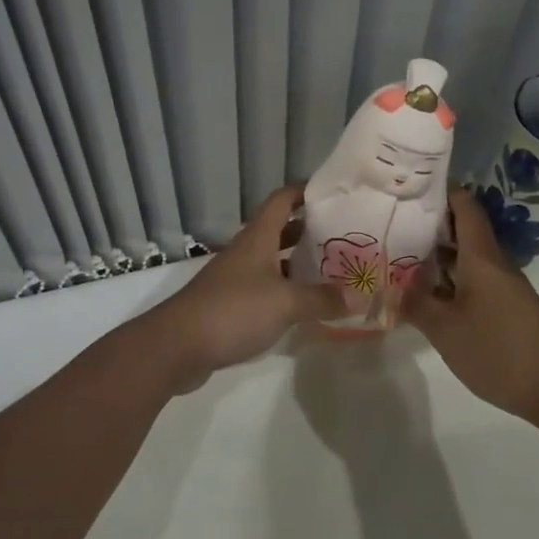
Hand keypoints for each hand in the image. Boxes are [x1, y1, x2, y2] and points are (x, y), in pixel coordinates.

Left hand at [142, 185, 344, 388]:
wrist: (177, 347)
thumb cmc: (233, 311)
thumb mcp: (285, 303)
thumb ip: (322, 299)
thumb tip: (360, 298)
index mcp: (258, 238)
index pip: (282, 200)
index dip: (305, 191)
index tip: (333, 193)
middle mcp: (246, 252)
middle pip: (280, 230)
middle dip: (309, 230)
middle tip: (344, 236)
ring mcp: (236, 279)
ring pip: (273, 261)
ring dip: (299, 263)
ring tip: (333, 270)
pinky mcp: (230, 305)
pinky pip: (266, 289)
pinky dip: (286, 291)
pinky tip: (305, 305)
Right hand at [401, 188, 538, 423]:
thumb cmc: (498, 351)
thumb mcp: (445, 330)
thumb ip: (416, 305)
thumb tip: (392, 286)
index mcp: (482, 257)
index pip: (465, 207)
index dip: (443, 190)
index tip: (412, 184)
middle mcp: (494, 263)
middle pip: (464, 229)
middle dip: (432, 222)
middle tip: (394, 219)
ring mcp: (503, 286)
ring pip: (468, 256)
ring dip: (439, 252)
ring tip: (402, 251)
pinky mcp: (507, 307)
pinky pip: (474, 278)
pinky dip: (450, 276)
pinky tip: (428, 290)